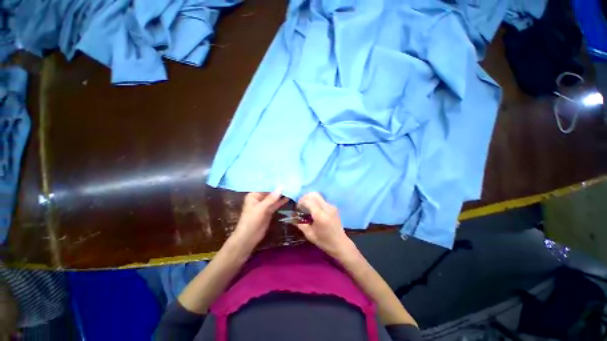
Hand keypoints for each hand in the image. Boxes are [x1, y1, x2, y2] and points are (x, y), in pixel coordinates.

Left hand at [230, 188, 288, 250]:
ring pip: (274, 198)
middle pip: (270, 192)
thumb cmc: (251, 221)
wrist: (249, 237)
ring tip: (291, 188)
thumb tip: (281, 187)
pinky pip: (276, 204)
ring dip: (281, 195)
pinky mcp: (269, 211)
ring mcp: (264, 205)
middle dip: (278, 188)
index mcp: (254, 195)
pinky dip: (281, 201)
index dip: (273, 183)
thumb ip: (271, 198)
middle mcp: (259, 198)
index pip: (265, 186)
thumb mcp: (261, 208)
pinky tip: (288, 197)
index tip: (283, 177)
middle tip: (289, 182)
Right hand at [295, 192, 353, 257]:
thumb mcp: (310, 235)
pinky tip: (314, 210)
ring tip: (307, 208)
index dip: (300, 202)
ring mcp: (331, 206)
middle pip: (313, 194)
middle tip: (301, 206)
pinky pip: (322, 200)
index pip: (308, 201)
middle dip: (305, 198)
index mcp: (320, 215)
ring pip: (318, 196)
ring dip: (310, 199)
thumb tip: (293, 217)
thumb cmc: (324, 242)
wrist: (341, 244)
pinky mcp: (333, 207)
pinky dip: (315, 202)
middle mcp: (327, 208)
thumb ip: (301, 224)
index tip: (297, 208)